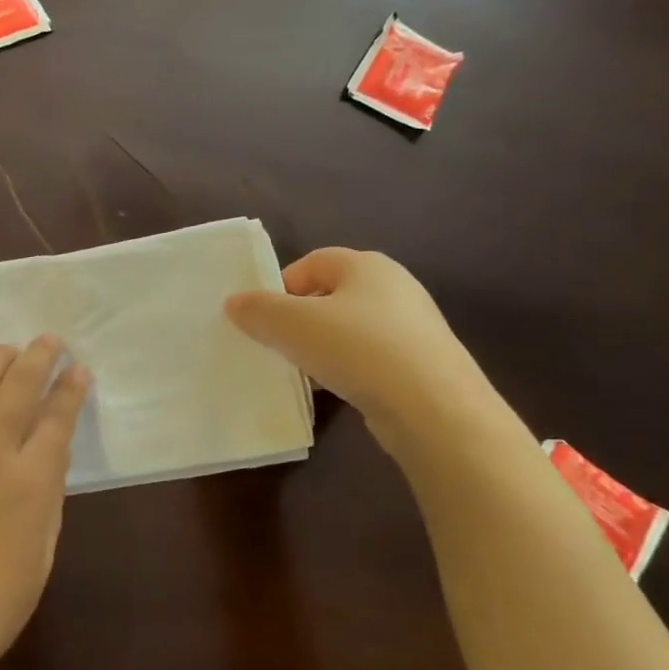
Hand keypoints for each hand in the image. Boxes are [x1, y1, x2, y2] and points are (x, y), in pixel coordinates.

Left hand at [0, 336, 90, 669]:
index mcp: (30, 482)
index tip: (77, 369)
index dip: (70, 388)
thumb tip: (47, 454)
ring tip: (4, 350)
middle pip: (17, 386)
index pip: (57, 417)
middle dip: (38, 356)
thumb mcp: (41, 551)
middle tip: (48, 341)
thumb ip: (47, 495)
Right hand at [224, 248, 493, 438]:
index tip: (262, 316)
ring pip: (349, 329)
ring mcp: (412, 328)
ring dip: (320, 346)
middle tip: (276, 343)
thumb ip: (258, 310)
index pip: (314, 261)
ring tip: (301, 371)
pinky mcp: (420, 364)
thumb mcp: (291, 324)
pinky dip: (346, 369)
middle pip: (331, 295)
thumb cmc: (357, 349)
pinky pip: (369, 358)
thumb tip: (235, 303)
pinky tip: (333, 390)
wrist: (433, 408)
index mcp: (367, 266)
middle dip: (299, 317)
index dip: (282, 284)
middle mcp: (395, 288)